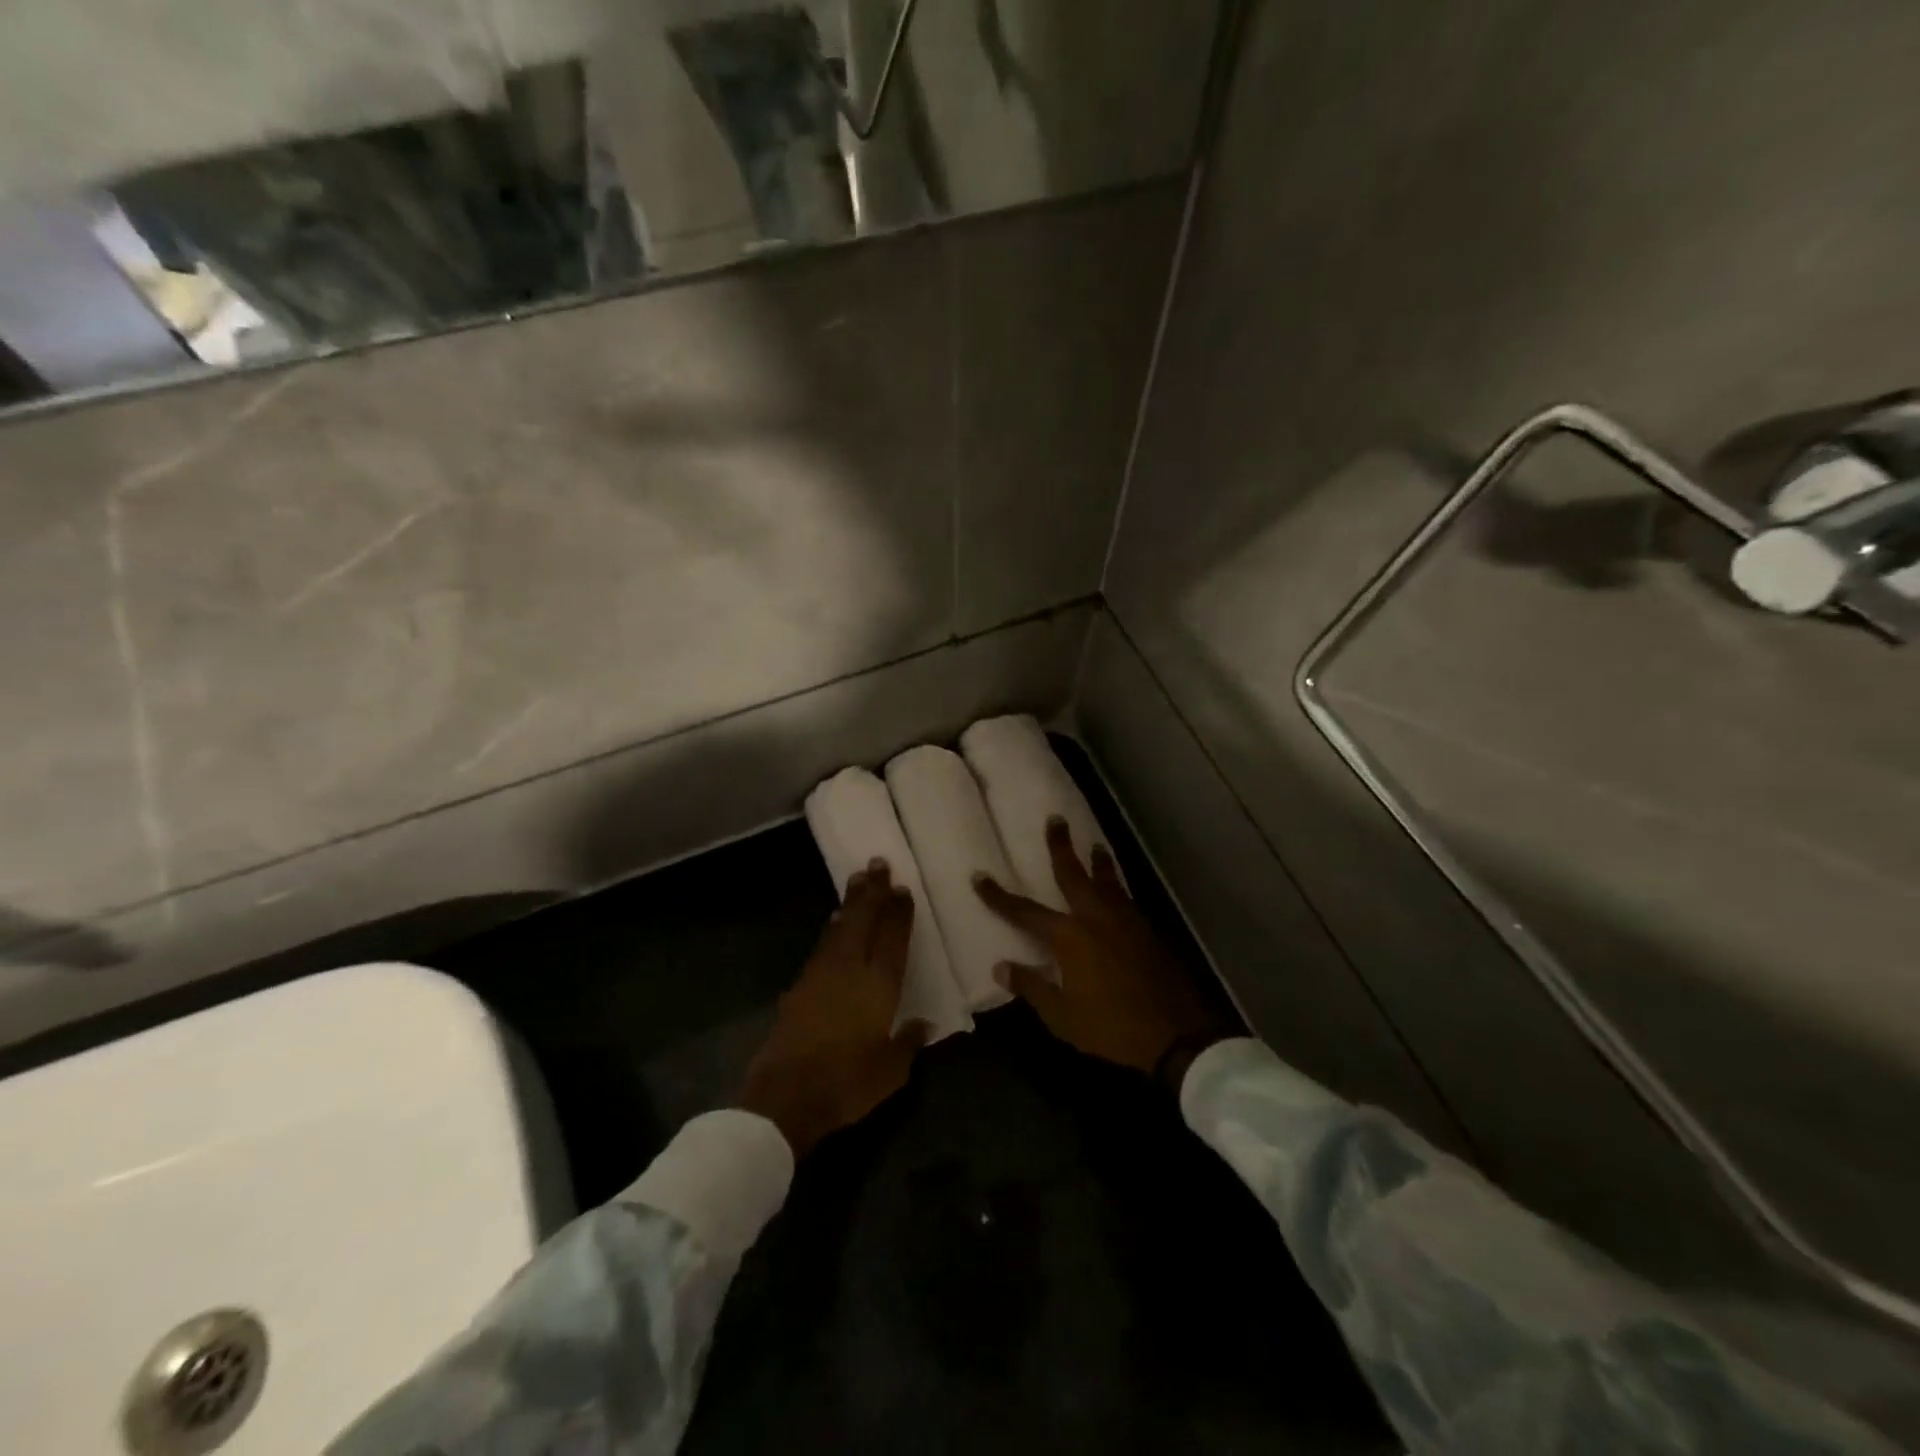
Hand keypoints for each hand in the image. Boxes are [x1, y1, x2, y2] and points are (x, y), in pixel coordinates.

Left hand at [739, 860, 925, 1157]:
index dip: (898, 912)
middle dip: (872, 892)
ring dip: (850, 903)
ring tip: (857, 880)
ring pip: (840, 928)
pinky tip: (835, 923)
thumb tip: (924, 1023)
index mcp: (879, 985)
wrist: (786, 1096)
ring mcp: (821, 974)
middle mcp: (850, 969)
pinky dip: (833, 928)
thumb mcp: (891, 1071)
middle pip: (864, 921)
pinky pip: (823, 945)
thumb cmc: (847, 1083)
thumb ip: (909, 1042)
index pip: (892, 938)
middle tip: (878, 864)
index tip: (902, 888)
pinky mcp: (799, 986)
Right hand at [974, 819, 1231, 1081]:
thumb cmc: (1110, 1026)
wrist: (1175, 1033)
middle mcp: (1095, 917)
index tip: (979, 876)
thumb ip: (1031, 986)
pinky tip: (1117, 890)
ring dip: (1098, 861)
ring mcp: (1125, 921)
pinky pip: (1125, 898)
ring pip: (1107, 881)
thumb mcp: (1061, 1015)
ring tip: (1094, 844)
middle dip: (1061, 847)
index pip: (1025, 911)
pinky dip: (1117, 886)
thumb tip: (1001, 966)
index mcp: (1069, 937)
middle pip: (1074, 874)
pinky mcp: (1147, 931)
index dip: (999, 896)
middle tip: (1056, 819)